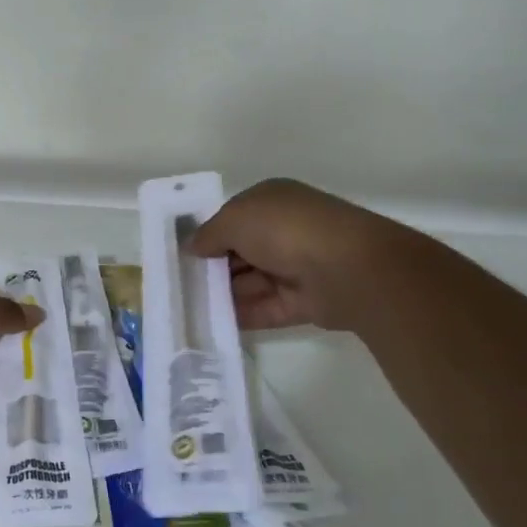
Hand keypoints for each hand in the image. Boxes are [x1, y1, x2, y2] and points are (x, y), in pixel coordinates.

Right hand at [186, 179, 396, 330]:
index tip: (182, 256)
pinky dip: (242, 315)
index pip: (233, 218)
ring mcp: (296, 267)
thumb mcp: (234, 220)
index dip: (209, 235)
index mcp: (271, 202)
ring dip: (223, 294)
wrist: (347, 268)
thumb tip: (192, 247)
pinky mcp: (303, 301)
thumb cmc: (285, 229)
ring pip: (251, 282)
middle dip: (213, 268)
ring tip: (189, 309)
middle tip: (180, 286)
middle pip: (240, 252)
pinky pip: (265, 308)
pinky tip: (212, 324)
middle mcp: (284, 231)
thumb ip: (209, 234)